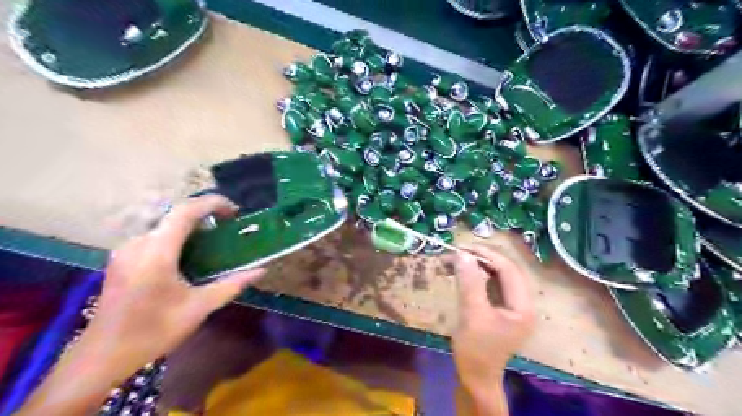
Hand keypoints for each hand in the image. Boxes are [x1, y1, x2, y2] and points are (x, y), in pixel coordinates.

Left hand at [80, 194, 264, 379]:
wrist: (102, 356)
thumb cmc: (154, 331)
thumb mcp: (199, 307)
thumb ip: (232, 285)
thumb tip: (260, 271)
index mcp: (156, 253)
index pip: (185, 211)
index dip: (212, 203)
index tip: (235, 211)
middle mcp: (138, 244)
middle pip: (175, 214)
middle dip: (205, 213)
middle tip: (228, 225)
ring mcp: (126, 250)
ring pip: (164, 223)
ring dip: (191, 224)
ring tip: (213, 237)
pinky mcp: (121, 258)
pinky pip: (154, 235)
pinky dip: (177, 234)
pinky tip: (189, 253)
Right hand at [452, 247, 533, 393]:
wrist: (476, 378)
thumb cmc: (476, 350)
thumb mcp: (472, 315)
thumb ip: (469, 283)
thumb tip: (462, 254)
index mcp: (523, 305)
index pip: (509, 269)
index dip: (486, 255)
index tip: (462, 248)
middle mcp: (522, 301)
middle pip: (504, 269)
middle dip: (480, 258)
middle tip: (456, 252)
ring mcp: (511, 304)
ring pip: (495, 274)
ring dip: (475, 265)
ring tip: (453, 260)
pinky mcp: (500, 306)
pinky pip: (489, 283)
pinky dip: (474, 275)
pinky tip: (459, 272)